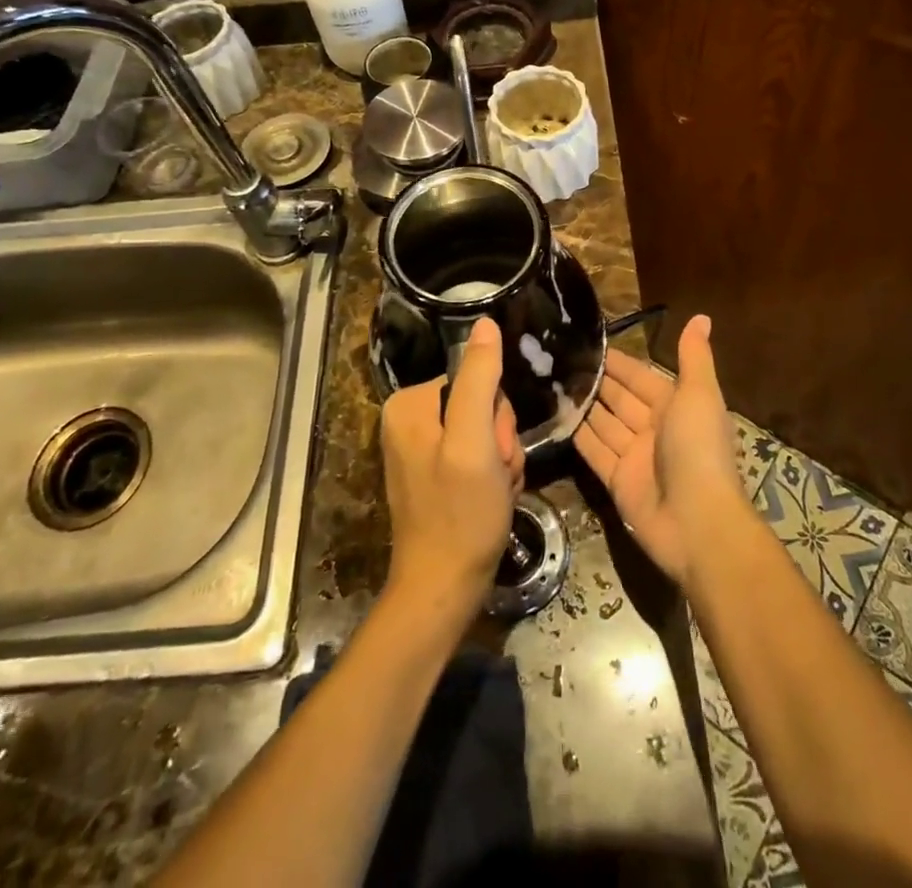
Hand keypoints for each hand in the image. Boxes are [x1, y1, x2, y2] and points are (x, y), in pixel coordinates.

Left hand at [380, 318, 523, 633]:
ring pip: (487, 430)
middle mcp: (410, 418)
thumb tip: (485, 322)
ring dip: (501, 461)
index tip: (494, 453)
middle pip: (483, 404)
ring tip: (493, 490)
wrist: (444, 589)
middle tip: (494, 475)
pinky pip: (479, 454)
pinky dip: (493, 476)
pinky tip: (490, 498)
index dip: (498, 416)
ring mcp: (422, 446)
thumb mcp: (474, 441)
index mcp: (410, 403)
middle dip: (500, 441)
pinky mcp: (436, 470)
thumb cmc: (460, 515)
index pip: (477, 379)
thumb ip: (479, 379)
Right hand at [575, 314, 745, 590]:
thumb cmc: (698, 448)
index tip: (589, 342)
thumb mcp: (699, 394)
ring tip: (552, 380)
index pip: (641, 377)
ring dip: (584, 404)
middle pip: (620, 398)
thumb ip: (693, 357)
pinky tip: (557, 415)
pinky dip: (578, 435)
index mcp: (676, 406)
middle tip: (561, 358)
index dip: (619, 362)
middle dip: (597, 379)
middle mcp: (654, 428)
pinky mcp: (616, 481)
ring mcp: (634, 456)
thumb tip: (701, 316)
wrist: (696, 521)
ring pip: (604, 423)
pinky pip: (594, 451)